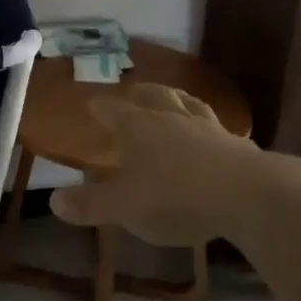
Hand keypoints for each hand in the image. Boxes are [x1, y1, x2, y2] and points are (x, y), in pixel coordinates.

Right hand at [49, 83, 300, 245]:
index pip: (113, 110)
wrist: (246, 195)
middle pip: (152, 96)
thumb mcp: (124, 207)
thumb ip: (90, 204)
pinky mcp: (236, 143)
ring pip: (187, 103)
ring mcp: (207, 127)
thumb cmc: (175, 197)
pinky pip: (217, 126)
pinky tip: (213, 132)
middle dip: (139, 94)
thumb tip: (54, 201)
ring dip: (175, 99)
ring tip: (172, 98)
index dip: (100, 107)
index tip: (92, 104)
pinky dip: (208, 126)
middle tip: (132, 93)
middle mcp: (171, 117)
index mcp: (139, 127)